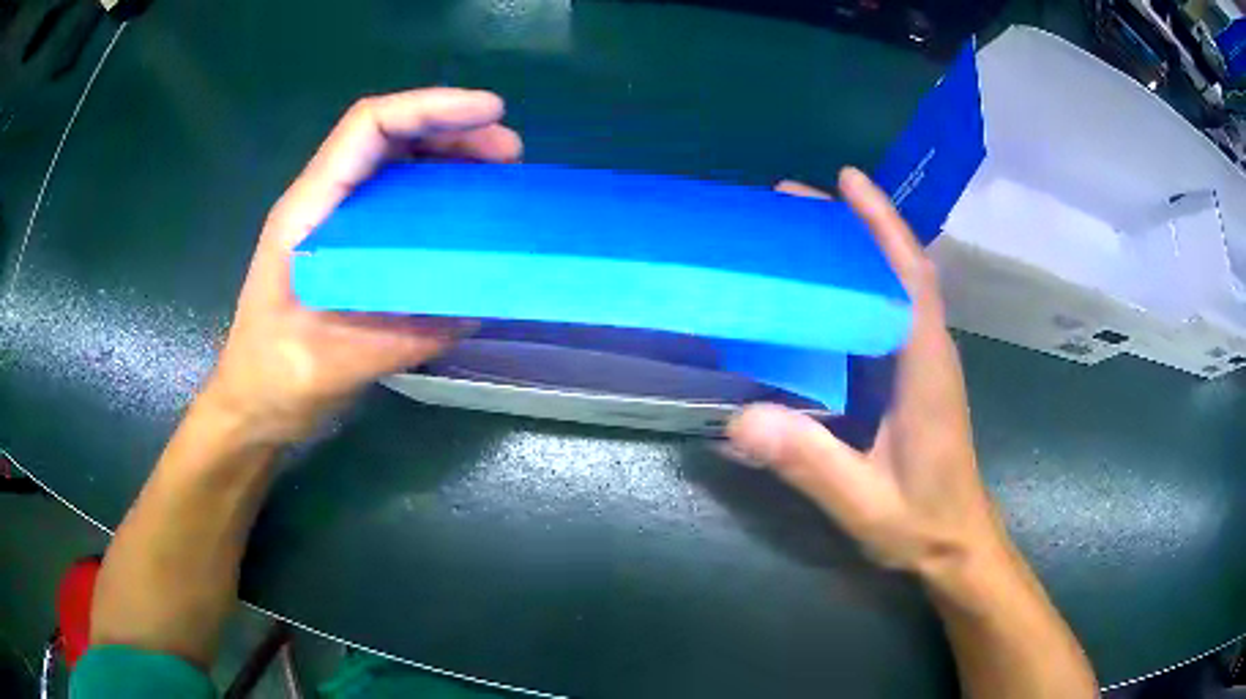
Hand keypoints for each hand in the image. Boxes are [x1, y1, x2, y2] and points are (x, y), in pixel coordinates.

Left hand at [207, 88, 522, 444]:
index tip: (490, 113)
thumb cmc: (273, 382)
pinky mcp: (349, 247)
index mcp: (307, 214)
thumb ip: (398, 338)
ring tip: (500, 173)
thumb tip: (472, 306)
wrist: (251, 406)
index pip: (368, 129)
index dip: (430, 108)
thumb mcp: (331, 366)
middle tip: (509, 152)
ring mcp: (335, 223)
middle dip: (451, 129)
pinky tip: (469, 216)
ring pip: (395, 162)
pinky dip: (438, 194)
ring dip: (448, 156)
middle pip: (388, 136)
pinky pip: (398, 201)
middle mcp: (321, 205)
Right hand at [727, 168, 1006, 576]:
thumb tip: (742, 418)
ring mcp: (925, 363)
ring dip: (859, 249)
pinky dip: (861, 284)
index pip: (909, 277)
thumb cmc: (922, 523)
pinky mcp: (915, 378)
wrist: (958, 544)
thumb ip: (812, 464)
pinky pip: (888, 313)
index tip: (846, 180)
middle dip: (856, 225)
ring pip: (896, 286)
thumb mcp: (864, 502)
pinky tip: (824, 290)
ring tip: (803, 231)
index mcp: (926, 369)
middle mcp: (930, 352)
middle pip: (900, 267)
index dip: (882, 224)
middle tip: (795, 202)